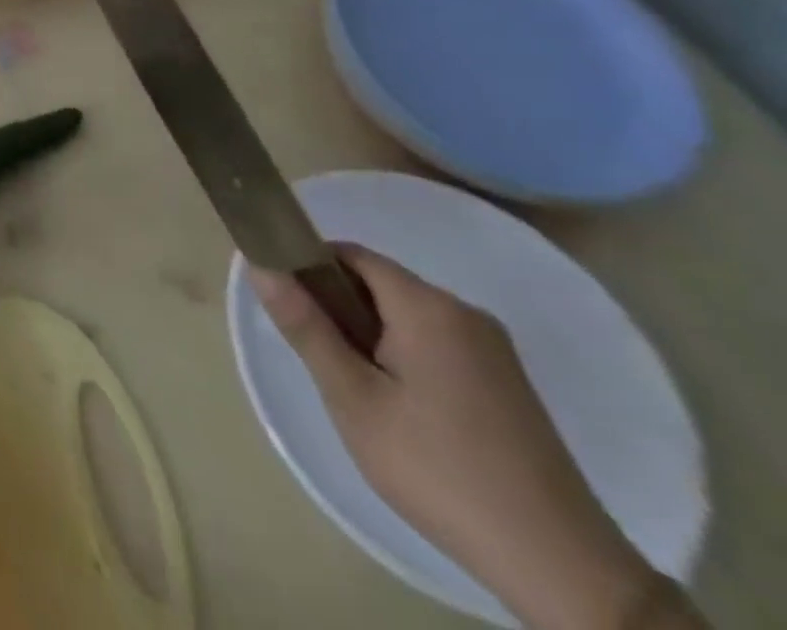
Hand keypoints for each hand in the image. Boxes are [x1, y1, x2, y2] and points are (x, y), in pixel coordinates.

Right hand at [252, 245, 676, 629]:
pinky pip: (436, 344)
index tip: (290, 308)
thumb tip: (261, 266)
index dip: (310, 267)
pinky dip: (404, 359)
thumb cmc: (439, 471)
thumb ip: (305, 327)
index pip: (351, 255)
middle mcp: (465, 313)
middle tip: (324, 365)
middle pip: (379, 284)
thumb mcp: (354, 399)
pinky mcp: (507, 383)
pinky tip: (403, 413)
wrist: (562, 569)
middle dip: (340, 311)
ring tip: (361, 396)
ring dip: (371, 339)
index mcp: (429, 307)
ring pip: (406, 318)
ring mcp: (494, 350)